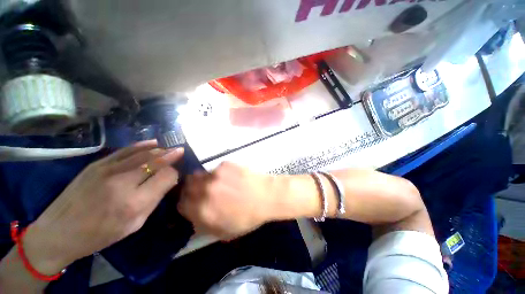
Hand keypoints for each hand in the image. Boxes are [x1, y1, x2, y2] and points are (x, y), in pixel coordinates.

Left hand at [22, 141, 183, 274]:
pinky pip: (127, 150)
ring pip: (144, 153)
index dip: (175, 173)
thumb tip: (168, 179)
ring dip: (161, 149)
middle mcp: (123, 182)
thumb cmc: (101, 233)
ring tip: (171, 148)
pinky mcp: (97, 164)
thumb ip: (154, 199)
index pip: (167, 177)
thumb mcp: (135, 224)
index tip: (176, 175)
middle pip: (157, 161)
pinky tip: (154, 143)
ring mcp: (108, 170)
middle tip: (181, 152)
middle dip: (172, 156)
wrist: (60, 231)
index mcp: (134, 202)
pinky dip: (143, 145)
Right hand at [178, 162, 281, 240]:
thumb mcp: (225, 231)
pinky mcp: (225, 164)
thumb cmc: (249, 217)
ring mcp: (215, 175)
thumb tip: (194, 216)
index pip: (181, 204)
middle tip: (204, 191)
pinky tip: (232, 177)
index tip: (192, 202)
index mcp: (203, 210)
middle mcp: (205, 190)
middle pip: (187, 186)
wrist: (267, 196)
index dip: (186, 203)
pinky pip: (216, 169)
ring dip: (204, 180)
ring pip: (199, 175)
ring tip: (219, 183)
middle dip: (191, 189)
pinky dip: (220, 173)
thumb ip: (204, 225)